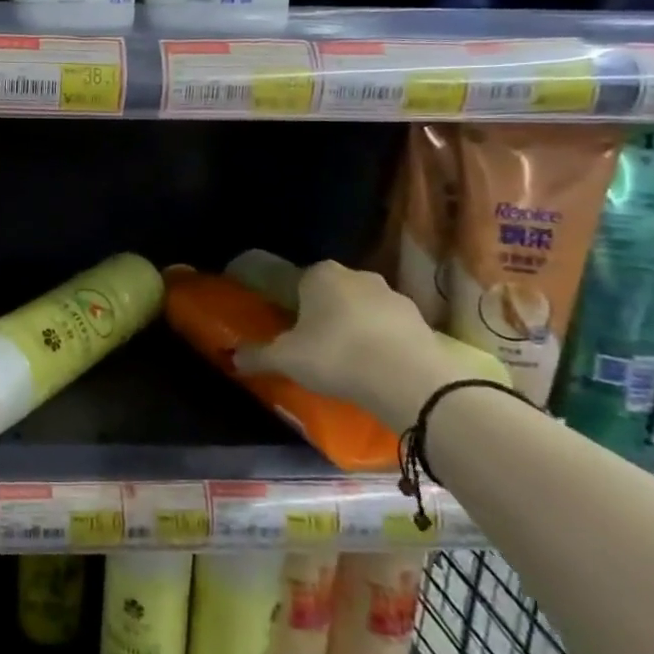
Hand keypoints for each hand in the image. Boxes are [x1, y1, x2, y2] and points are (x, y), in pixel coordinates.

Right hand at [232, 260, 454, 431]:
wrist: (407, 379)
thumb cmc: (335, 355)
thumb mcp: (285, 359)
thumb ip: (257, 355)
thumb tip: (231, 358)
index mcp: (320, 274)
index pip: (300, 281)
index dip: (294, 305)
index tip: (292, 330)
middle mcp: (358, 276)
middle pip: (334, 293)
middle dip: (326, 314)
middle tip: (317, 347)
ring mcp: (395, 296)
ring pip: (365, 310)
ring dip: (358, 329)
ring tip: (350, 363)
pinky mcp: (422, 322)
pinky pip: (392, 330)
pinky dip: (384, 344)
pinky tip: (377, 370)